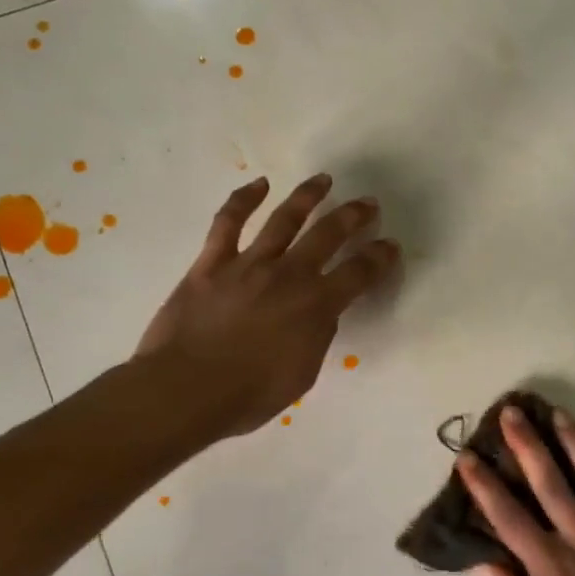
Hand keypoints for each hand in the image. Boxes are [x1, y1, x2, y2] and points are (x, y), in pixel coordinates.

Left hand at [136, 174, 397, 437]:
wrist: (185, 391)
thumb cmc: (248, 395)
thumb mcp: (301, 375)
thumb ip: (317, 338)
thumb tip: (321, 313)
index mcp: (316, 306)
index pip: (359, 274)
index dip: (379, 257)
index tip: (390, 245)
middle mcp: (288, 275)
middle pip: (328, 234)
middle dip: (353, 216)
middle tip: (367, 204)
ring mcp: (248, 264)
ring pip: (284, 219)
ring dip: (307, 196)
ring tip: (323, 180)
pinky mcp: (212, 263)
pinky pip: (228, 222)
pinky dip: (244, 199)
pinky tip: (258, 184)